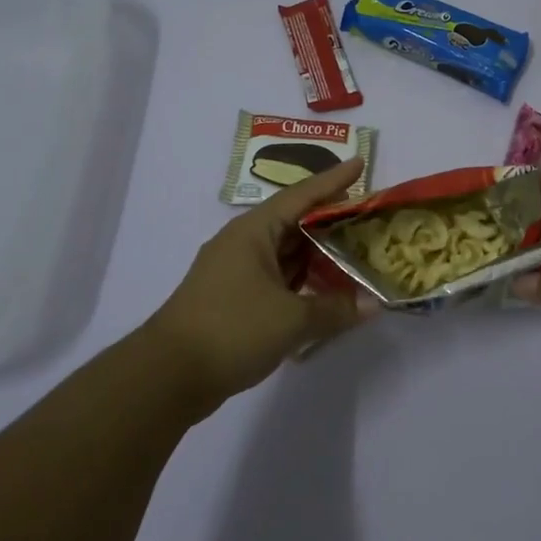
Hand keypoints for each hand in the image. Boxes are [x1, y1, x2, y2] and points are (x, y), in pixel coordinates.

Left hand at [143, 158, 372, 418]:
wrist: (167, 376)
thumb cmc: (231, 329)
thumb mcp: (292, 319)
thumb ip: (336, 308)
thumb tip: (373, 304)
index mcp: (254, 231)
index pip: (302, 195)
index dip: (334, 180)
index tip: (360, 164)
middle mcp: (243, 242)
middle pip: (295, 221)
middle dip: (331, 218)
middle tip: (368, 216)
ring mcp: (235, 271)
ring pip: (285, 251)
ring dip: (317, 252)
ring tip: (355, 250)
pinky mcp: (233, 298)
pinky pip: (277, 276)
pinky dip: (302, 278)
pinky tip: (325, 288)